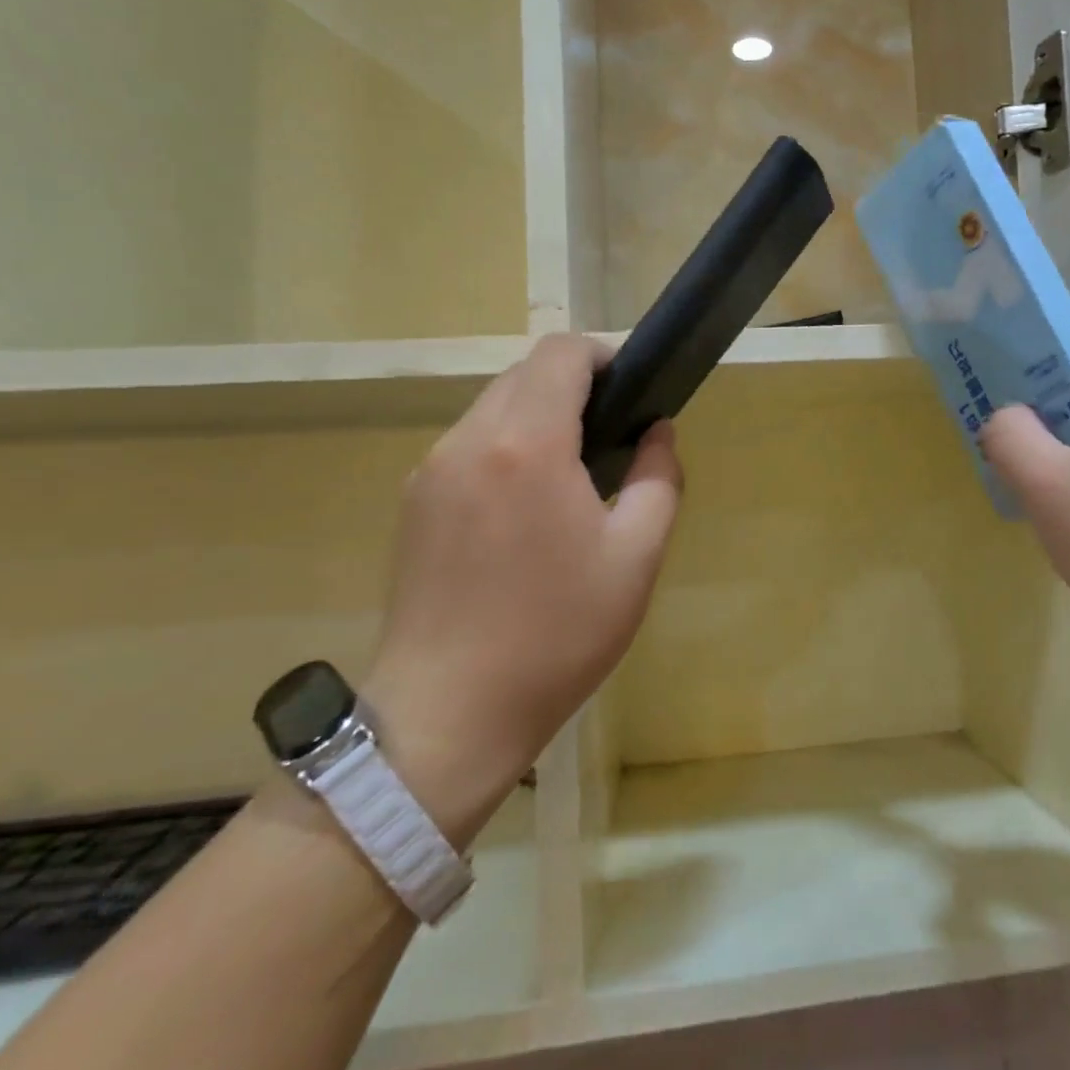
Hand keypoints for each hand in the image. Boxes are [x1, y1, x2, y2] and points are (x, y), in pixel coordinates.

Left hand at [362, 335, 682, 845]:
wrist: (447, 715)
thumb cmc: (556, 635)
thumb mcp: (636, 558)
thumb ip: (657, 478)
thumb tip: (656, 432)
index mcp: (525, 444)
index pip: (560, 353)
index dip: (603, 355)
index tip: (632, 390)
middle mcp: (467, 440)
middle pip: (524, 374)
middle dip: (572, 387)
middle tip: (610, 439)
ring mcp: (430, 470)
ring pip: (492, 407)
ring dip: (537, 418)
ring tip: (569, 478)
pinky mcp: (412, 502)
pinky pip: (468, 446)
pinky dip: (505, 448)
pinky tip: (523, 509)